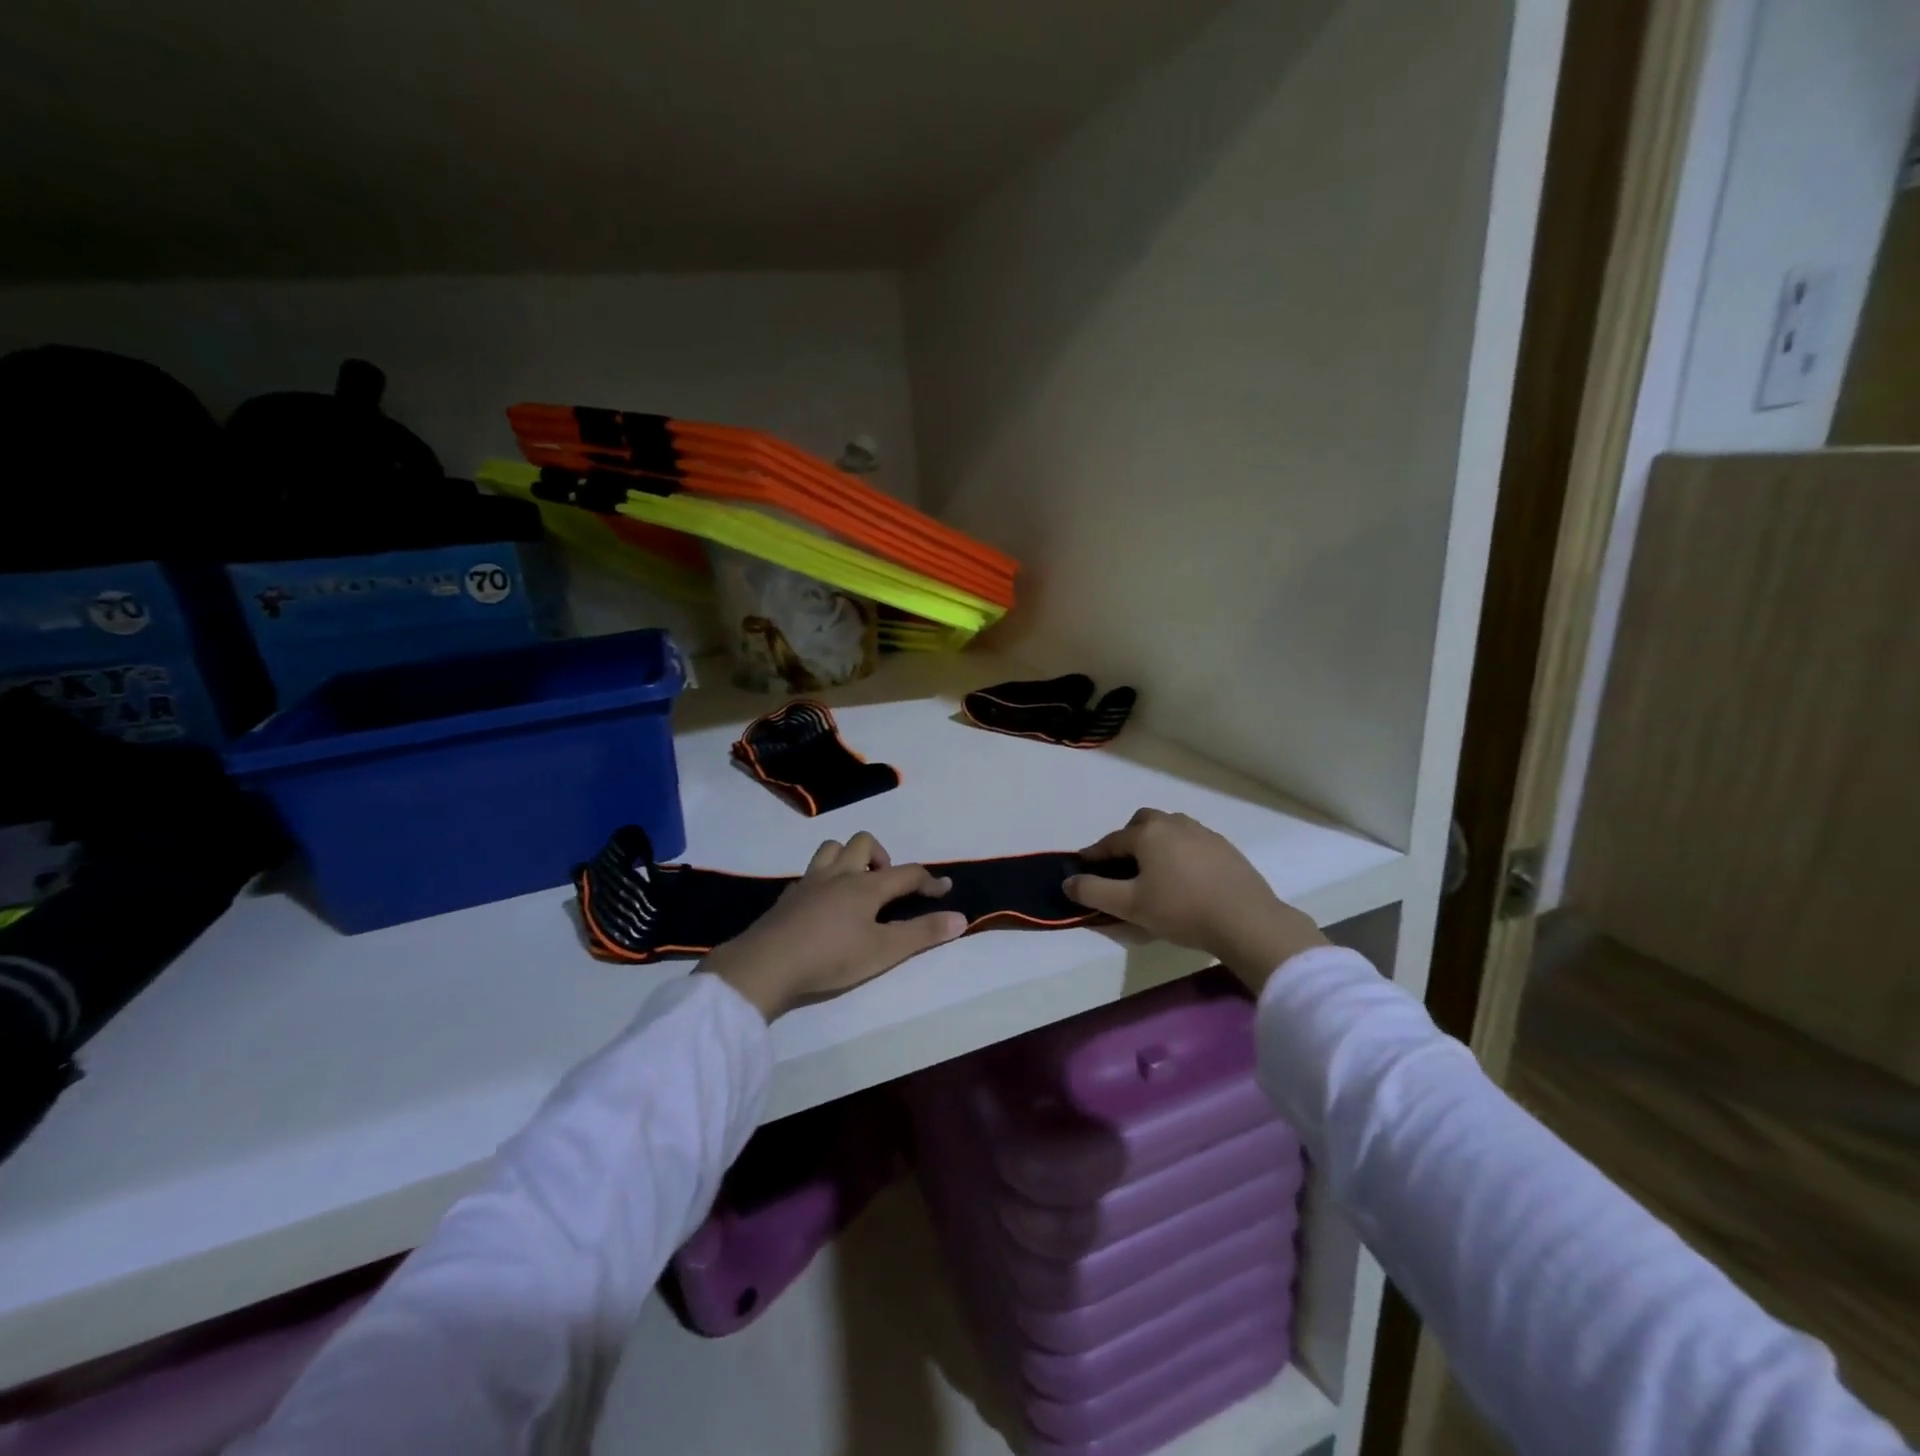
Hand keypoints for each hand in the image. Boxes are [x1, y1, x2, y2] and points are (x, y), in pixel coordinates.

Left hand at [701, 832, 967, 1019]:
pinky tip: (823, 904)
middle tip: (886, 887)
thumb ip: (922, 934)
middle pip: (864, 843)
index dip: (929, 880)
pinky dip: (824, 879)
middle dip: (882, 857)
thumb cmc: (830, 957)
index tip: (944, 889)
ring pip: (832, 849)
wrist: (766, 965)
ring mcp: (809, 882)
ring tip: (856, 887)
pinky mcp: (788, 896)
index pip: (906, 873)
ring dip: (849, 858)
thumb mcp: (883, 952)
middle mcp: (839, 874)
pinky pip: (810, 873)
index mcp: (865, 886)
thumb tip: (961, 918)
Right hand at [1062, 809, 1325, 989]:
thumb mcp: (1130, 905)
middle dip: (1127, 840)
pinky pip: (1192, 842)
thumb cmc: (1181, 909)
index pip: (1111, 841)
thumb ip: (1094, 892)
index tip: (1082, 867)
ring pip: (1170, 829)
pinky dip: (1180, 853)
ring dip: (1156, 844)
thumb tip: (1068, 882)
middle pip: (1142, 823)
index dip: (1094, 855)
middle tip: (1122, 867)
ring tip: (1154, 871)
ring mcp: (1203, 833)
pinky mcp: (1225, 848)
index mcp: (1148, 833)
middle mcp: (1174, 823)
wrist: (1246, 920)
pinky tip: (1185, 878)